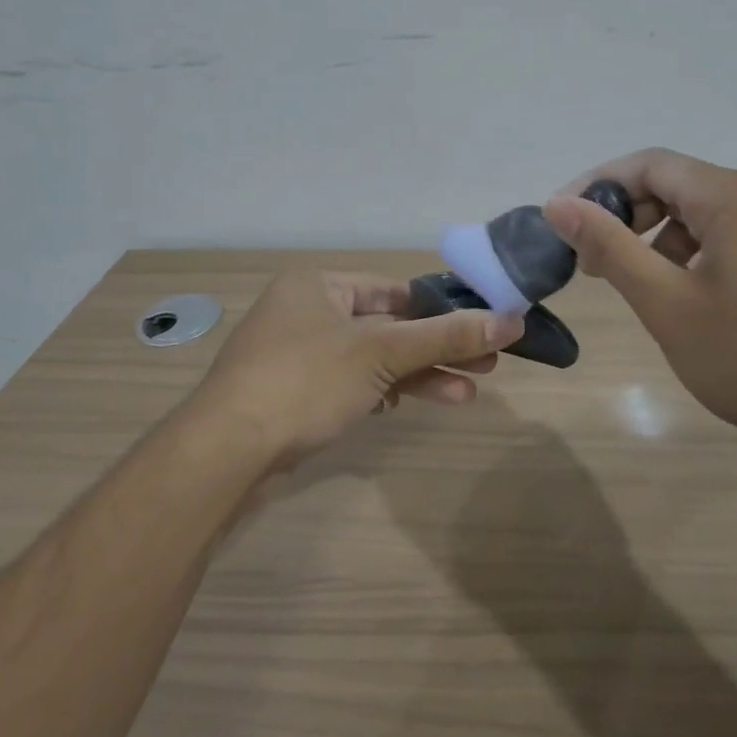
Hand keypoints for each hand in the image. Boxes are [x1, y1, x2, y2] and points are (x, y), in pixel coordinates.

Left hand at [196, 270, 523, 467]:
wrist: (226, 450)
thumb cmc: (305, 381)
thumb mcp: (381, 353)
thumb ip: (444, 337)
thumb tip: (510, 320)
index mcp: (318, 285)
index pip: (393, 289)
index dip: (440, 307)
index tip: (482, 324)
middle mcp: (306, 312)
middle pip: (387, 326)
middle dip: (436, 347)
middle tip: (488, 363)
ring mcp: (298, 355)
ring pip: (371, 359)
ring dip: (417, 376)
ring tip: (467, 394)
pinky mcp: (294, 394)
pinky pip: (350, 383)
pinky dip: (381, 392)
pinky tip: (407, 406)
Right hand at [544, 149, 736, 462]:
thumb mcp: (668, 305)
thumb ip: (610, 248)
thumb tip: (558, 204)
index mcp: (732, 196)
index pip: (648, 164)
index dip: (596, 186)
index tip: (561, 224)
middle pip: (678, 185)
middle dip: (627, 216)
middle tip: (593, 265)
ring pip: (707, 214)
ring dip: (660, 239)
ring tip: (640, 287)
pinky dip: (697, 255)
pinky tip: (692, 300)